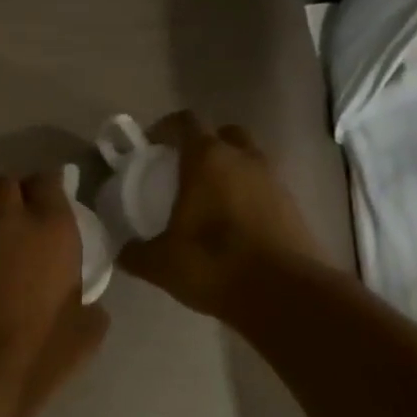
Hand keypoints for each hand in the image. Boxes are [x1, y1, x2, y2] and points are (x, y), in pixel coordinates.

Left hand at [0, 174, 106, 413]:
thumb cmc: (38, 353)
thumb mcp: (86, 332)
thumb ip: (89, 304)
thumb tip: (86, 302)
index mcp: (53, 229)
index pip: (49, 181)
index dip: (46, 189)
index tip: (45, 202)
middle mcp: (7, 216)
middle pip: (4, 182)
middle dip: (8, 195)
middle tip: (8, 218)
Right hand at [116, 112, 324, 317]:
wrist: (284, 293)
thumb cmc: (214, 265)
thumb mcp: (160, 264)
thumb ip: (136, 253)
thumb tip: (123, 252)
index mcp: (207, 160)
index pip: (185, 123)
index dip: (165, 128)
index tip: (150, 145)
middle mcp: (244, 159)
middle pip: (223, 134)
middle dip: (203, 144)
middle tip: (183, 170)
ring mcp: (273, 180)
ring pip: (248, 159)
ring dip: (228, 170)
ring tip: (207, 199)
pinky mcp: (292, 205)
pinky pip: (263, 187)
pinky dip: (246, 195)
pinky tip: (231, 224)